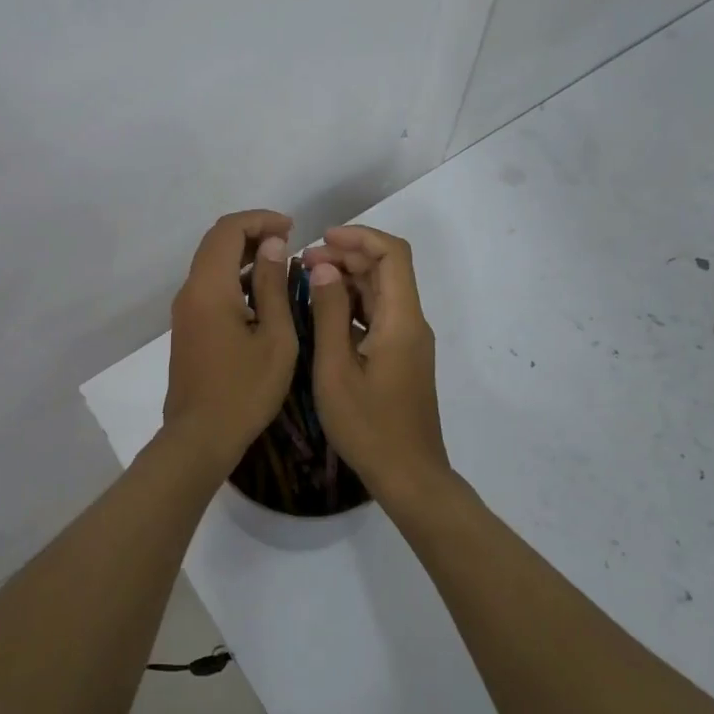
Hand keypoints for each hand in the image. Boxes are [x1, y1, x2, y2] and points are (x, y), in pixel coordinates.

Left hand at [163, 210, 298, 468]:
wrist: (200, 437)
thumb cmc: (245, 390)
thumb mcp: (275, 338)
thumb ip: (273, 286)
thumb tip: (274, 245)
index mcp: (210, 287)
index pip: (228, 230)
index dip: (260, 220)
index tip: (292, 228)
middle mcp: (190, 290)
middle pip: (216, 242)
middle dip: (252, 233)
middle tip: (289, 241)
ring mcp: (185, 309)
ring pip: (211, 263)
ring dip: (243, 255)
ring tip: (281, 264)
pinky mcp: (187, 326)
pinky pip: (209, 286)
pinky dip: (235, 277)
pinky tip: (262, 294)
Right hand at [301, 225, 451, 503]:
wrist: (409, 476)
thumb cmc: (368, 426)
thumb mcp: (336, 369)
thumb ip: (328, 314)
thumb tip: (324, 267)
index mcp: (402, 319)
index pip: (393, 254)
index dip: (359, 237)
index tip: (321, 239)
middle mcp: (411, 322)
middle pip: (386, 269)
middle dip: (347, 255)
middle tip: (303, 262)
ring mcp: (408, 340)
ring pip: (381, 291)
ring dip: (347, 278)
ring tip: (306, 280)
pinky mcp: (401, 356)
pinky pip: (378, 314)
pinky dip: (351, 303)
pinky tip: (321, 312)